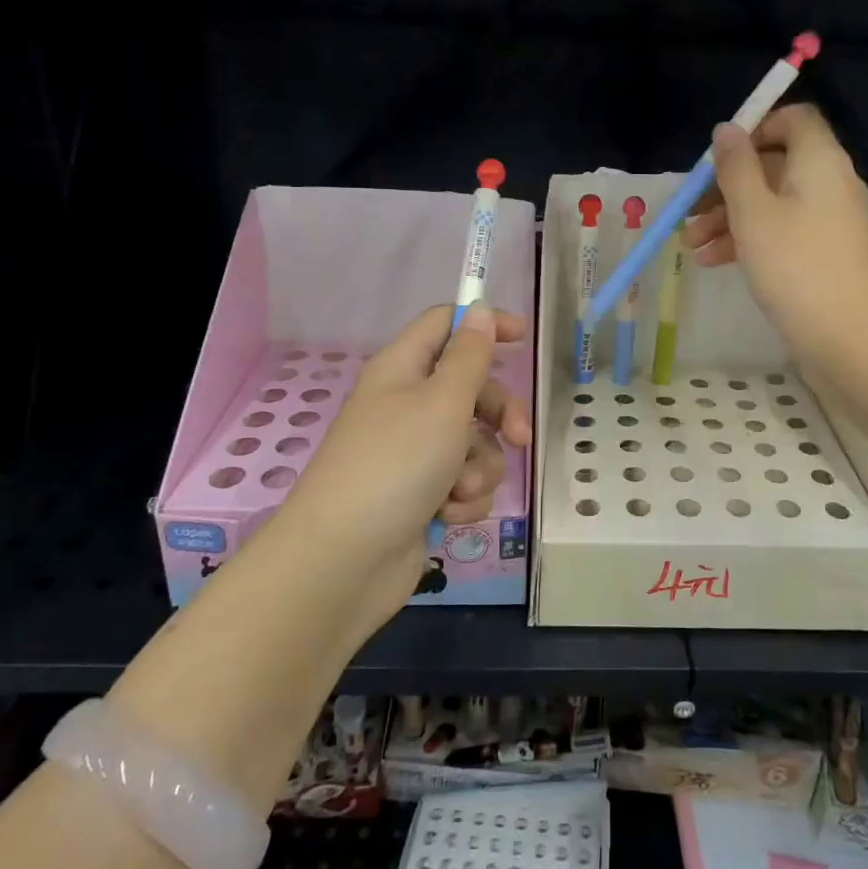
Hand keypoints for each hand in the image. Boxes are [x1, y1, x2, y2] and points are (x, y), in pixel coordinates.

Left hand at [273, 304, 531, 636]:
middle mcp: (406, 406)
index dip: (482, 324)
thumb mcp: (442, 402)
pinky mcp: (421, 495)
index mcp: (401, 370)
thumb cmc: (395, 465)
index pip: (444, 325)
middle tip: (519, 436)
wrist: (345, 560)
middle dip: (499, 414)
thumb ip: (469, 356)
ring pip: (473, 443)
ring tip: (460, 489)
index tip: (523, 337)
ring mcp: (412, 454)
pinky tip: (448, 515)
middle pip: (470, 389)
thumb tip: (476, 308)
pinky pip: (463, 482)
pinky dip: (463, 498)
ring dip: (480, 467)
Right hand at [682, 105, 867, 360]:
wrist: (848, 338)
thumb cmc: (795, 266)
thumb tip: (727, 129)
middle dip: (726, 185)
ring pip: (771, 203)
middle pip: (774, 165)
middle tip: (690, 211)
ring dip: (728, 218)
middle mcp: (829, 183)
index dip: (754, 129)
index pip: (794, 119)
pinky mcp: (822, 254)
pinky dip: (748, 240)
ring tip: (690, 245)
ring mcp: (828, 221)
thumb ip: (735, 167)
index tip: (718, 158)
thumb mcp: (753, 213)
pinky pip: (781, 232)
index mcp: (819, 161)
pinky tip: (711, 261)